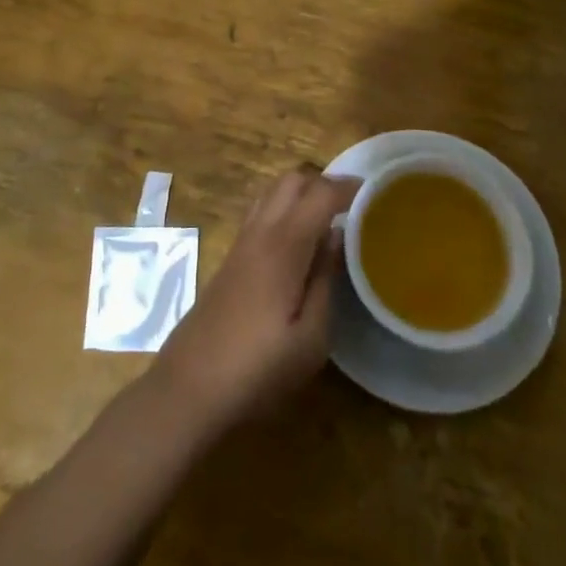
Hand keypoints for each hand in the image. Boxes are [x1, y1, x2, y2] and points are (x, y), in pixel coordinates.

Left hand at [154, 165, 354, 435]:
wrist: (190, 385)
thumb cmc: (258, 368)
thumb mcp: (310, 338)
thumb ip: (326, 280)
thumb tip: (337, 236)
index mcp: (283, 245)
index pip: (318, 194)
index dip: (347, 187)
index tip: (375, 192)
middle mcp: (260, 231)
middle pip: (291, 180)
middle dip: (324, 181)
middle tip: (352, 204)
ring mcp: (241, 242)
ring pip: (272, 191)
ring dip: (302, 192)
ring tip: (329, 217)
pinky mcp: (231, 257)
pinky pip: (262, 211)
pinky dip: (285, 207)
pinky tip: (300, 239)